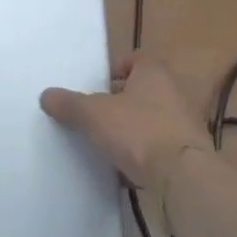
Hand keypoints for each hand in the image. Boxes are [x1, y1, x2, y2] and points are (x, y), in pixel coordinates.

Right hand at [41, 52, 204, 187]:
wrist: (184, 178)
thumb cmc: (138, 131)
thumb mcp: (93, 114)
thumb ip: (69, 104)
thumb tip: (46, 96)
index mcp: (154, 73)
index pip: (135, 59)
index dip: (116, 70)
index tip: (98, 87)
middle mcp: (175, 93)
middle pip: (144, 91)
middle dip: (122, 102)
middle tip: (98, 116)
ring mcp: (187, 125)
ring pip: (154, 120)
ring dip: (135, 130)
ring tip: (111, 144)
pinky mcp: (191, 155)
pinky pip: (162, 148)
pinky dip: (147, 155)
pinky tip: (129, 170)